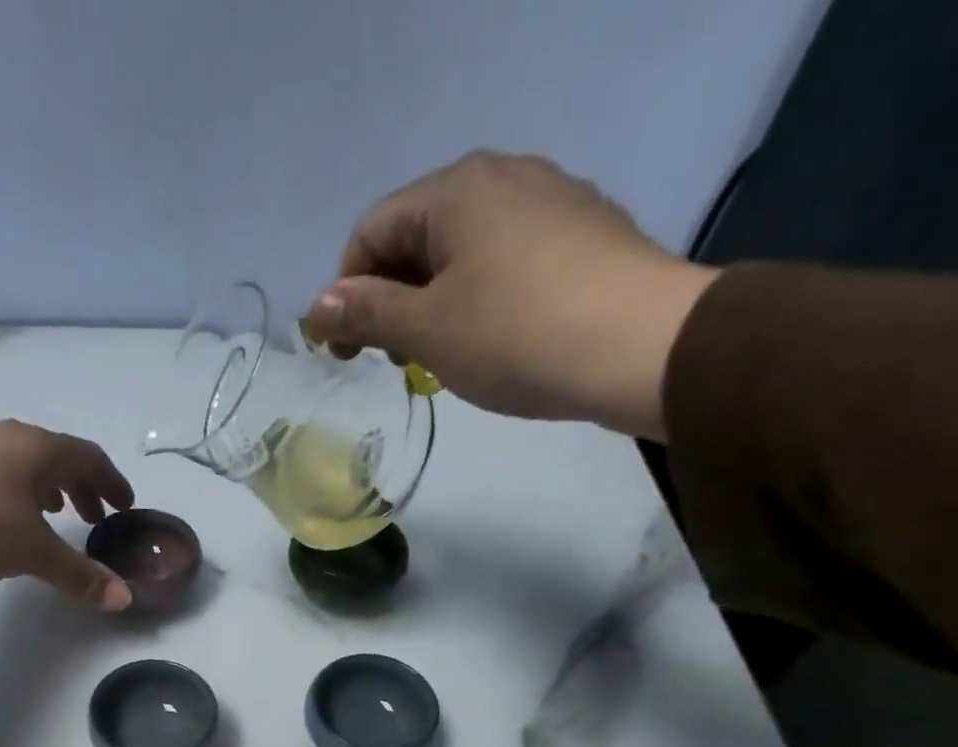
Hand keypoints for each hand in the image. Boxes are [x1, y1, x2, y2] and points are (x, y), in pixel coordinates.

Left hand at [0, 420, 135, 610]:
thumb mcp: (35, 554)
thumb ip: (79, 574)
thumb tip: (122, 598)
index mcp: (40, 449)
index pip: (90, 459)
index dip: (112, 483)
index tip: (125, 506)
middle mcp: (11, 437)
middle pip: (59, 458)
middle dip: (82, 488)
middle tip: (93, 518)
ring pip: (27, 463)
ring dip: (50, 488)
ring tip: (56, 514)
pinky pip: (0, 470)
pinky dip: (19, 489)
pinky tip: (11, 513)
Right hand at [305, 151, 718, 439]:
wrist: (640, 346)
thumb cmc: (515, 334)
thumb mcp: (427, 330)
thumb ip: (367, 314)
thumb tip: (317, 307)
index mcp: (455, 190)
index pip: (371, 232)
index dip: (346, 294)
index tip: (346, 353)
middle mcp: (501, 176)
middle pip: (416, 237)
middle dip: (389, 299)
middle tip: (390, 359)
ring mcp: (549, 199)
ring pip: (461, 250)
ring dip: (432, 302)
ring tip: (438, 355)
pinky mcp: (581, 232)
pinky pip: (504, 258)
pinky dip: (477, 296)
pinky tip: (490, 338)